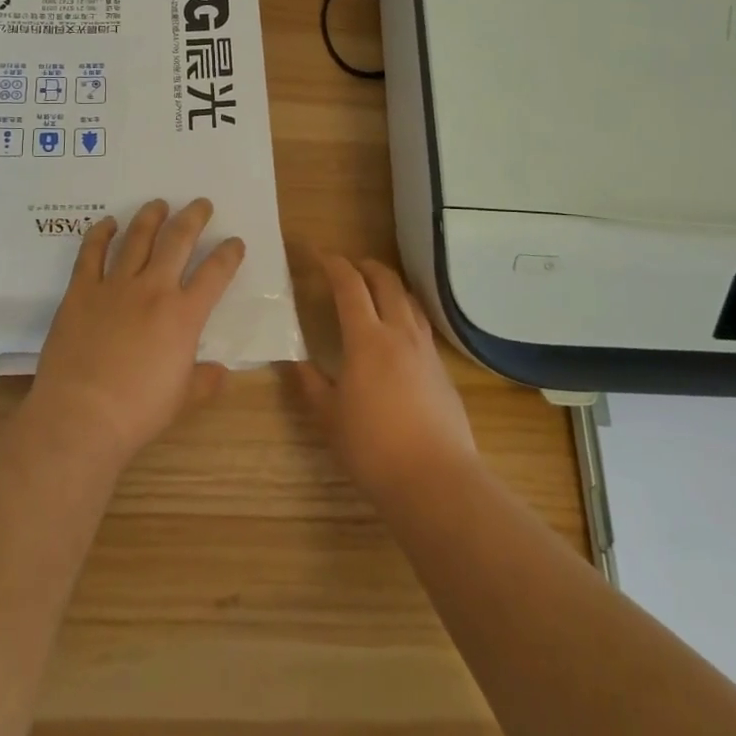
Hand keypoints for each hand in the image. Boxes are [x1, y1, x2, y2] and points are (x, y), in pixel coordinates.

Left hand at [24, 198, 244, 467]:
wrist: (81, 416)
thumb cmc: (137, 412)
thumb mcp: (182, 399)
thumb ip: (204, 380)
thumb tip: (220, 372)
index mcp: (184, 315)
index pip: (215, 273)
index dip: (229, 254)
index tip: (235, 242)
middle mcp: (153, 289)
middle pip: (178, 240)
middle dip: (193, 218)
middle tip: (201, 204)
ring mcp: (115, 286)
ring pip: (137, 238)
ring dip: (151, 217)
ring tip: (159, 204)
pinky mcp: (81, 291)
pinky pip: (91, 253)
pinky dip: (100, 233)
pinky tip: (108, 223)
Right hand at [288, 255, 478, 502]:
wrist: (435, 480)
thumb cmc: (373, 449)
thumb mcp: (329, 418)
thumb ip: (310, 384)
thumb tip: (293, 360)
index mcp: (367, 339)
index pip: (349, 285)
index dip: (333, 264)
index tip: (318, 255)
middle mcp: (400, 333)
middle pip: (386, 281)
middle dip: (365, 266)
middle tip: (348, 267)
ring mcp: (426, 350)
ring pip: (409, 300)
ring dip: (389, 285)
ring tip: (375, 291)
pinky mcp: (443, 369)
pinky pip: (422, 325)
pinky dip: (405, 312)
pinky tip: (398, 332)